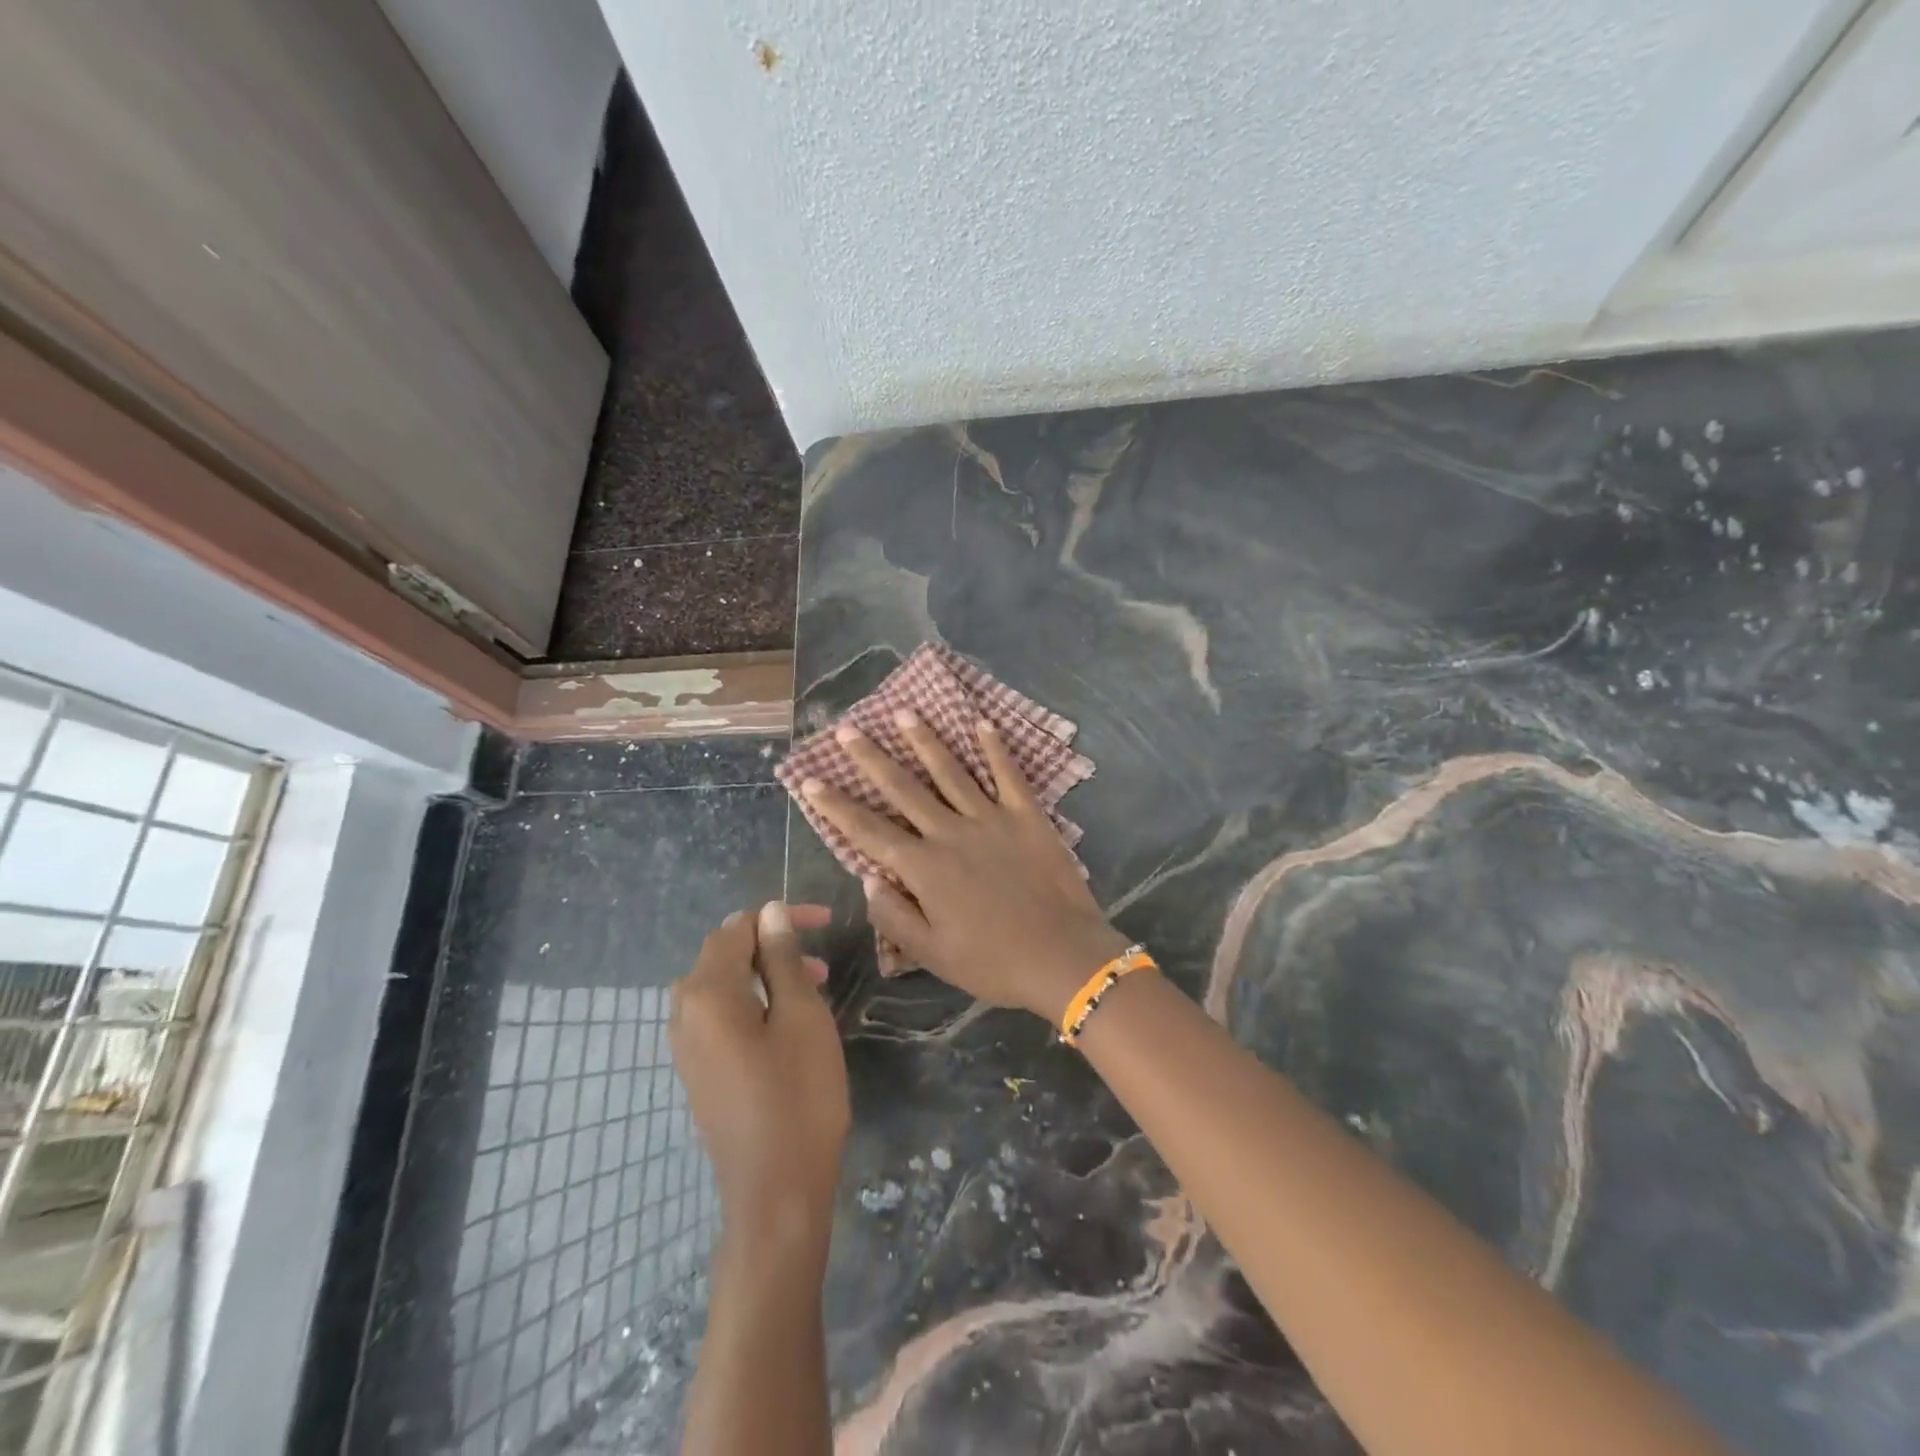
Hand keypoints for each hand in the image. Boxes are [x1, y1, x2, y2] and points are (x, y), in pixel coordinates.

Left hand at [670, 902, 848, 1249]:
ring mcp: (686, 1046)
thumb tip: (768, 913)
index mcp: (706, 994)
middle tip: (820, 958)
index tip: (825, 921)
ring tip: (813, 986)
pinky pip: (720, 1015)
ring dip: (765, 973)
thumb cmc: (798, 1095)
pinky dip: (752, 1001)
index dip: (779, 917)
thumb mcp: (801, 1016)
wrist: (775, 1191)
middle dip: (772, 945)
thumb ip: (782, 958)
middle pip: (723, 955)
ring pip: (722, 985)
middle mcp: (684, 1014)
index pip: (736, 930)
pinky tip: (787, 1020)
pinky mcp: (698, 1071)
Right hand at [800, 711, 1130, 1023]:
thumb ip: (894, 916)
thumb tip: (867, 878)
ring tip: (903, 712)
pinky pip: (1008, 774)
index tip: (811, 779)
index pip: (868, 831)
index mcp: (924, 868)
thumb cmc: (994, 963)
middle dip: (871, 758)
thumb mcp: (932, 954)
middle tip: (849, 729)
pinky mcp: (1027, 815)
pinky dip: (995, 747)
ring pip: (951, 771)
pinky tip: (983, 721)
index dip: (836, 805)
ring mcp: (991, 818)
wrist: (1064, 956)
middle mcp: (950, 832)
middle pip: (904, 788)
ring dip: (925, 740)